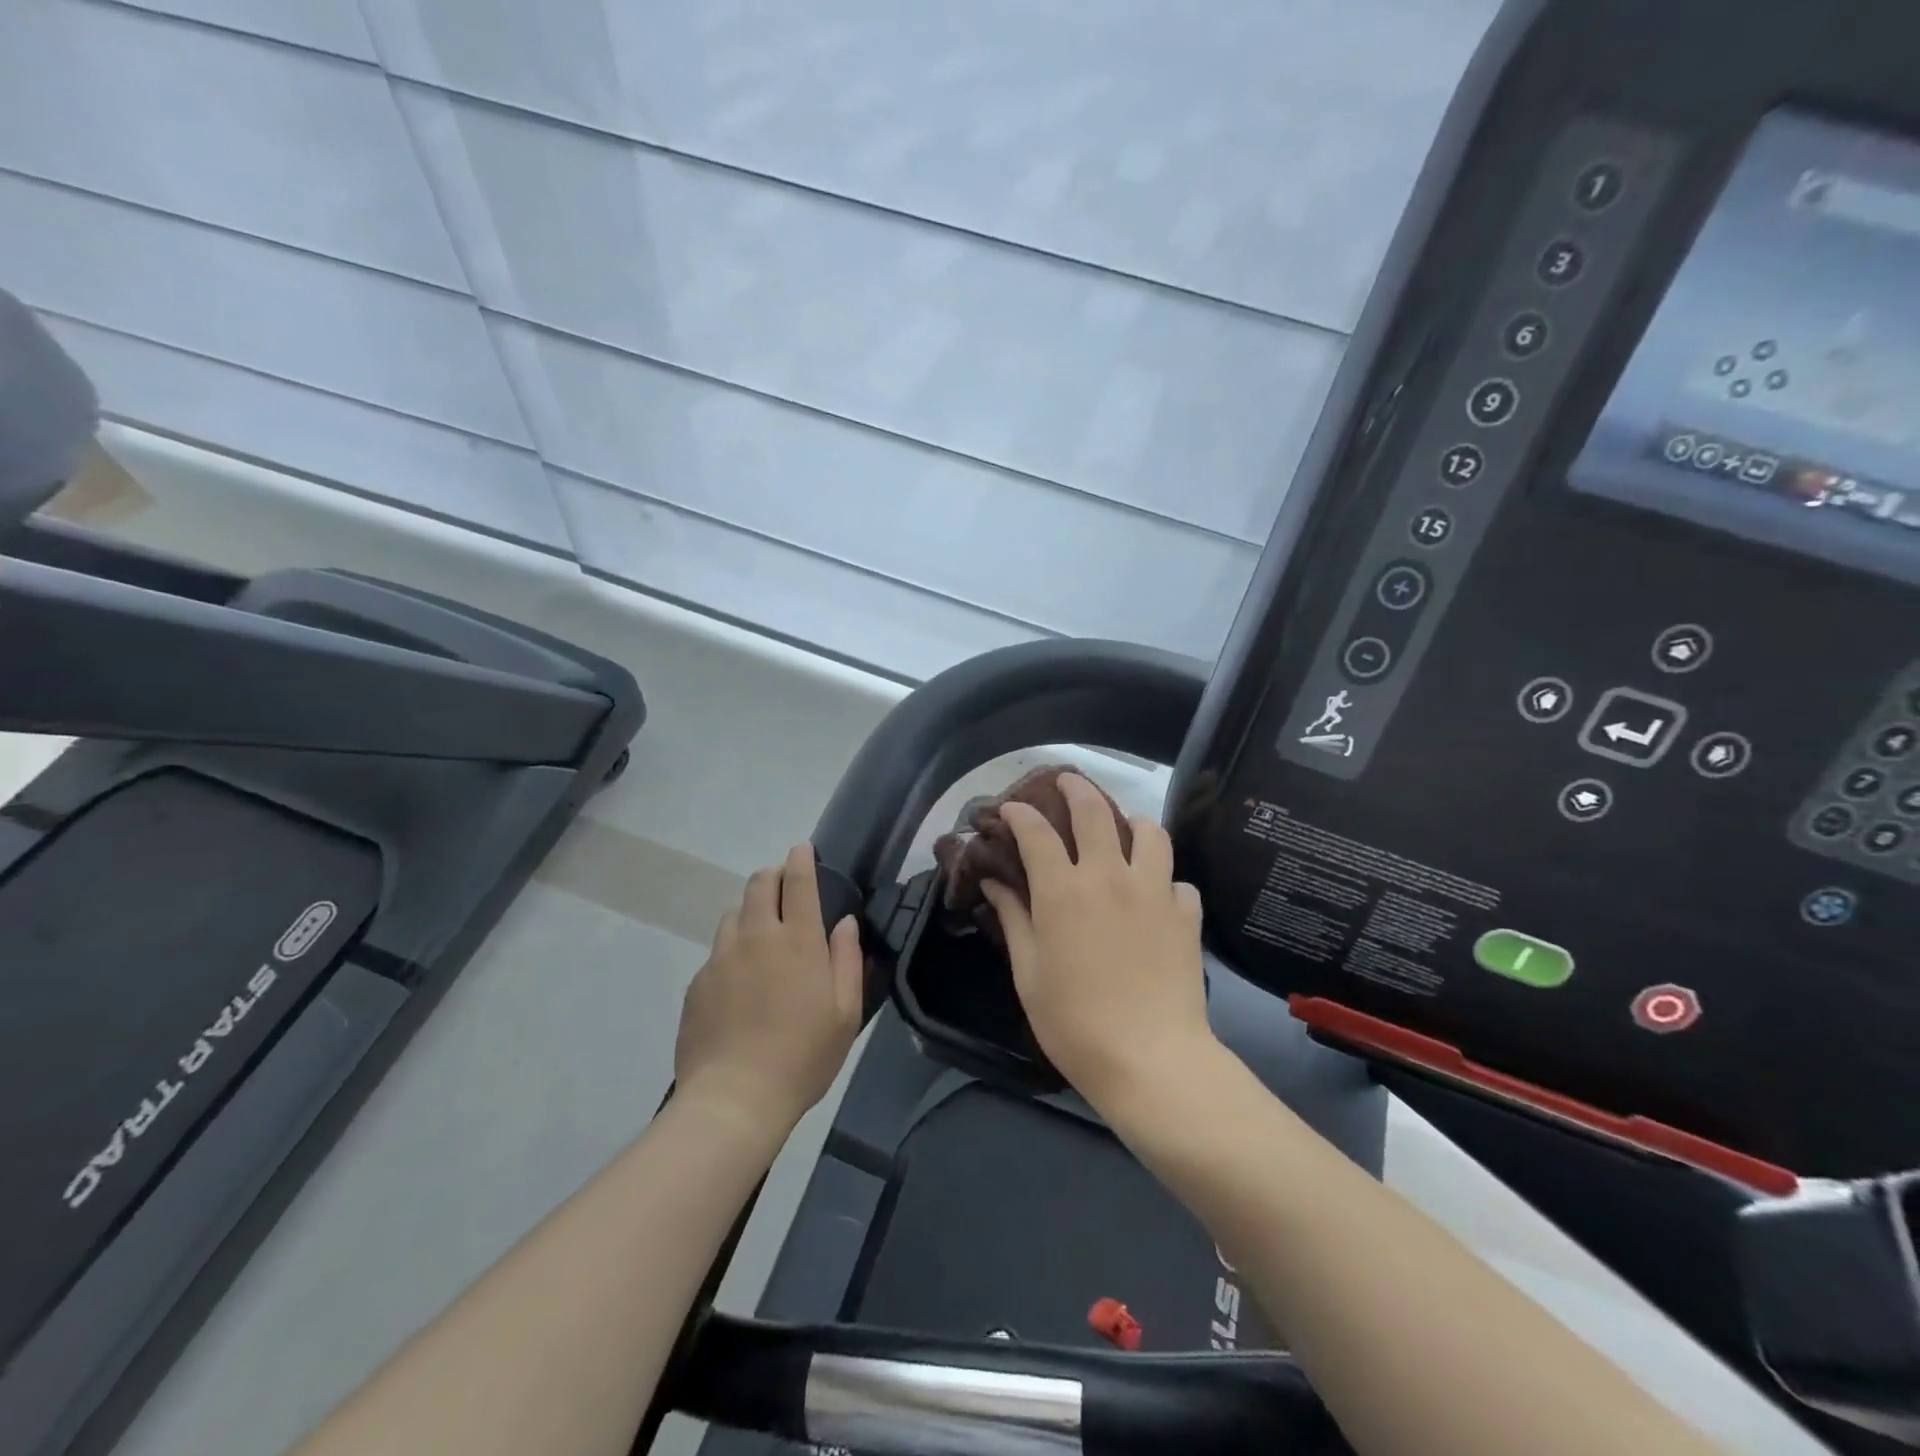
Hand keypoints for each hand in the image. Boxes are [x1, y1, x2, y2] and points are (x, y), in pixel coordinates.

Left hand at [675, 844, 864, 1130]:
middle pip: (758, 884)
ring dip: (750, 911)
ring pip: (733, 914)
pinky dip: (732, 950)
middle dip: (772, 875)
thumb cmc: (803, 1057)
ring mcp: (721, 957)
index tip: (802, 848)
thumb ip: (847, 960)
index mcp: (798, 941)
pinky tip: (739, 982)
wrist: (733, 1100)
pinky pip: (717, 951)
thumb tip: (845, 922)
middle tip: (784, 886)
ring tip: (761, 934)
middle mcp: (757, 937)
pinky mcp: (698, 982)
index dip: (801, 859)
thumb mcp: (845, 1013)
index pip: (798, 881)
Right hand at [981, 774, 1219, 1115]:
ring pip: (1149, 831)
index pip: (1036, 832)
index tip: (1009, 809)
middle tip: (1065, 782)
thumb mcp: (1028, 973)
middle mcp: (1109, 876)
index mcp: (1063, 890)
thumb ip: (1013, 919)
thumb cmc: (1074, 1022)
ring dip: (1131, 823)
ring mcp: (1154, 891)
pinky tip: (1157, 895)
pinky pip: (1178, 880)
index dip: (1019, 814)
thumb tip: (995, 884)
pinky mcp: (1186, 913)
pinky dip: (1165, 879)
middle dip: (1074, 788)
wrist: (1150, 1058)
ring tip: (1123, 831)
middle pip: (1093, 811)